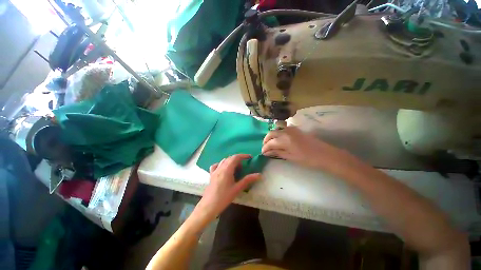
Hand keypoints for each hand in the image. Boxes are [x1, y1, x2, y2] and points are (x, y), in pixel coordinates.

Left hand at [193, 154, 261, 223]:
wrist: (208, 206)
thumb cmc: (224, 198)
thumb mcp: (237, 189)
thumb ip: (248, 180)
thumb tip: (259, 175)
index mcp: (227, 169)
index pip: (236, 157)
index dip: (243, 156)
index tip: (250, 157)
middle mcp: (220, 167)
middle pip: (230, 158)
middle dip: (238, 159)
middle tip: (244, 166)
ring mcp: (215, 170)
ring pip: (224, 160)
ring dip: (231, 161)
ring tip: (236, 168)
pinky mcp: (211, 175)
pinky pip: (216, 165)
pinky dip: (222, 164)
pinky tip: (224, 169)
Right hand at [262, 126, 356, 174]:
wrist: (325, 154)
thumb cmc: (308, 159)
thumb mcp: (291, 157)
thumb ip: (277, 152)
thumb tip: (266, 152)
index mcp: (285, 140)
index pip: (270, 142)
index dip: (265, 148)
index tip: (262, 153)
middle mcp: (286, 131)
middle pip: (271, 133)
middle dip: (266, 140)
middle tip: (265, 148)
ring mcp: (291, 129)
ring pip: (276, 130)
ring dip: (271, 136)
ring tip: (271, 144)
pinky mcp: (296, 129)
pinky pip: (283, 129)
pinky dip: (278, 133)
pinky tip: (279, 140)